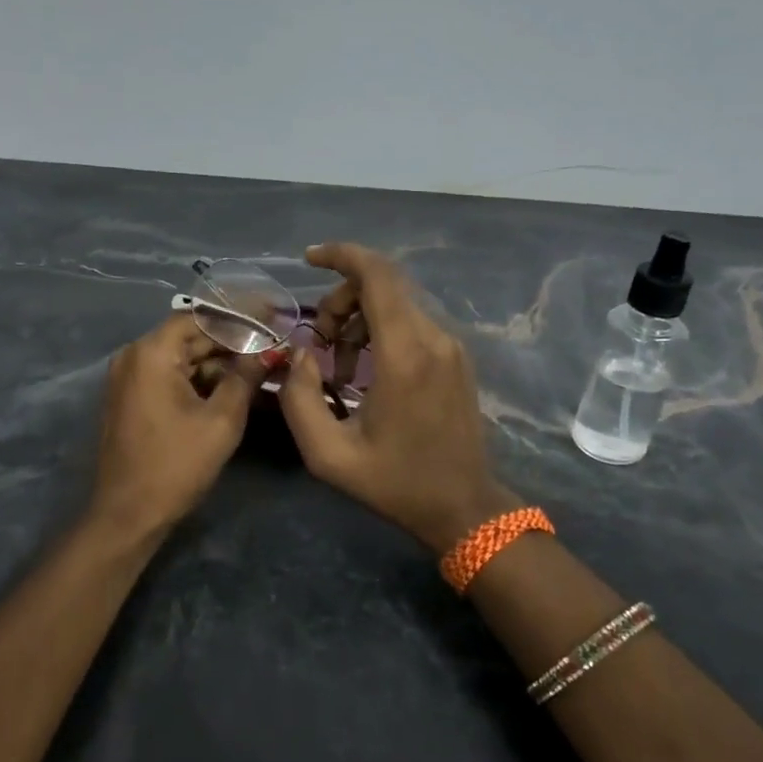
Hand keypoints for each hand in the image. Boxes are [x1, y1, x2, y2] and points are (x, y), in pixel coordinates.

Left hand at [88, 314, 260, 538]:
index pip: (201, 317)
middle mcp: (134, 356)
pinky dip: (201, 379)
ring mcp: (130, 378)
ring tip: (261, 366)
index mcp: (152, 353)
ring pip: (183, 358)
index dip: (240, 316)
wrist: (128, 515)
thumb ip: (245, 377)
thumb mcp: (221, 420)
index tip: (273, 316)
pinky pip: (171, 377)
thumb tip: (269, 351)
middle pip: (191, 336)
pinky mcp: (132, 398)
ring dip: (220, 362)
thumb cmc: (176, 464)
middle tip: (274, 344)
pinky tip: (234, 386)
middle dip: (233, 341)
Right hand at [280, 243, 515, 551]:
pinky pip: (412, 322)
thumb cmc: (395, 483)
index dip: (342, 255)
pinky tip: (367, 372)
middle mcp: (434, 338)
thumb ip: (299, 398)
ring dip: (359, 318)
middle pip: (384, 284)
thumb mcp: (328, 454)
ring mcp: (451, 346)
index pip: (378, 275)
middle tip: (319, 343)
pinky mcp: (457, 357)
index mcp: (405, 355)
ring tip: (340, 368)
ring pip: (397, 302)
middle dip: (341, 299)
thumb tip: (299, 355)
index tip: (310, 258)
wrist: (463, 506)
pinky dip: (381, 330)